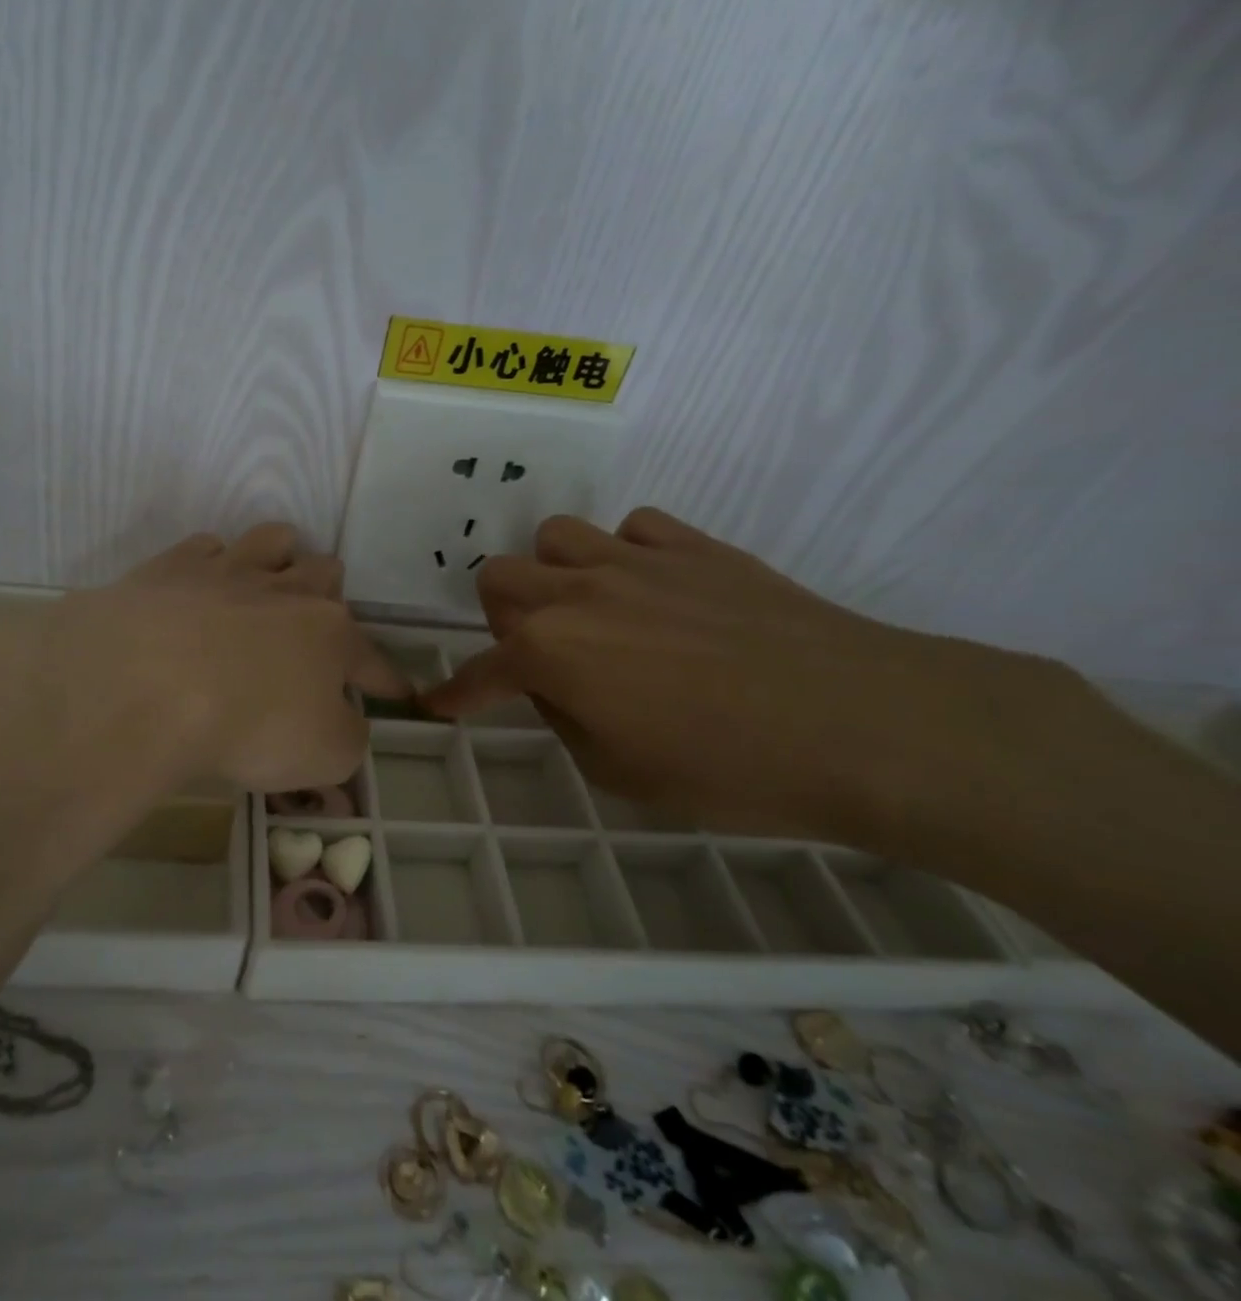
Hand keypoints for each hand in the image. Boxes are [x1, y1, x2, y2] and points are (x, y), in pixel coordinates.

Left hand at [0, 523, 406, 801]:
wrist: (147, 685)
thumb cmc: (249, 726)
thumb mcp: (324, 755)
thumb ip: (348, 737)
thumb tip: (346, 722)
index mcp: (330, 636)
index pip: (372, 659)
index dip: (386, 679)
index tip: (397, 691)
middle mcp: (286, 592)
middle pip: (324, 573)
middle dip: (328, 594)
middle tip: (312, 622)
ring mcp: (228, 572)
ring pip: (271, 540)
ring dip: (279, 557)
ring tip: (269, 579)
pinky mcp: (172, 568)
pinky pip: (204, 548)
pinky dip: (210, 564)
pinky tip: (200, 587)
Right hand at [422, 509, 1094, 841]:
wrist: (861, 724)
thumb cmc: (728, 768)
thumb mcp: (620, 772)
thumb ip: (566, 719)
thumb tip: (557, 685)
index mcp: (550, 651)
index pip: (481, 671)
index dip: (456, 692)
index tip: (439, 704)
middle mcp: (577, 592)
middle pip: (499, 577)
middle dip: (502, 617)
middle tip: (538, 653)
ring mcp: (636, 560)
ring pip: (556, 537)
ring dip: (556, 574)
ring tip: (591, 611)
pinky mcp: (695, 546)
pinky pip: (634, 528)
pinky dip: (628, 555)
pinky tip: (655, 589)